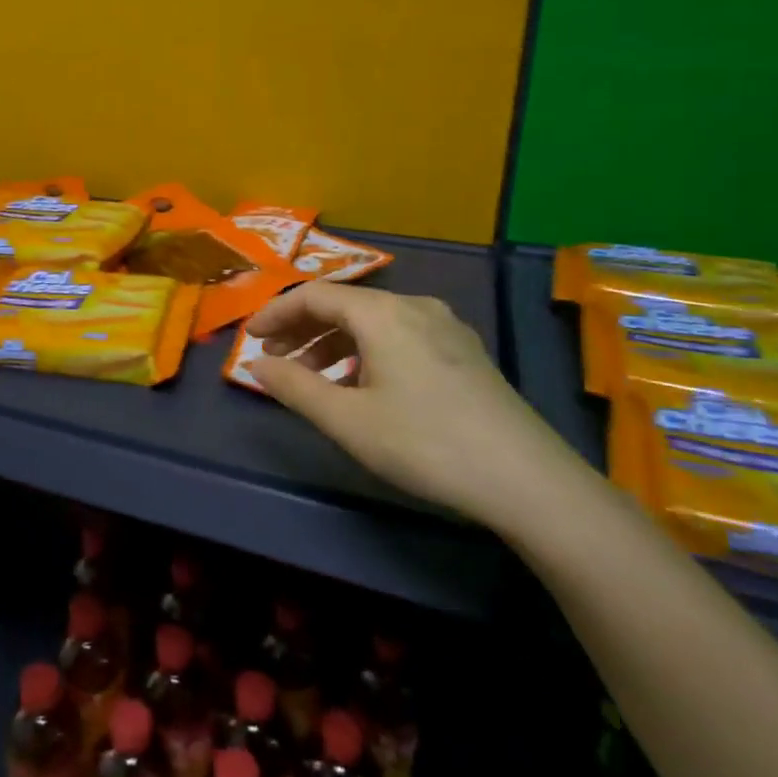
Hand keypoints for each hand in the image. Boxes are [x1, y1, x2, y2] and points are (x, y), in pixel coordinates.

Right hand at [246, 284, 581, 526]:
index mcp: (383, 313)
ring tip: (311, 379)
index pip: (314, 295)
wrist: (528, 481)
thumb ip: (294, 387)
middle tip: (273, 360)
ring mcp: (445, 328)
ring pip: (373, 322)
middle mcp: (415, 307)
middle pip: (344, 305)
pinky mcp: (464, 353)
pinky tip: (361, 386)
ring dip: (332, 344)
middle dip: (302, 329)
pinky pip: (399, 337)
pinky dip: (365, 353)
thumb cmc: (425, 444)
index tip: (249, 338)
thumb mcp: (347, 420)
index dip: (275, 312)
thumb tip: (255, 364)